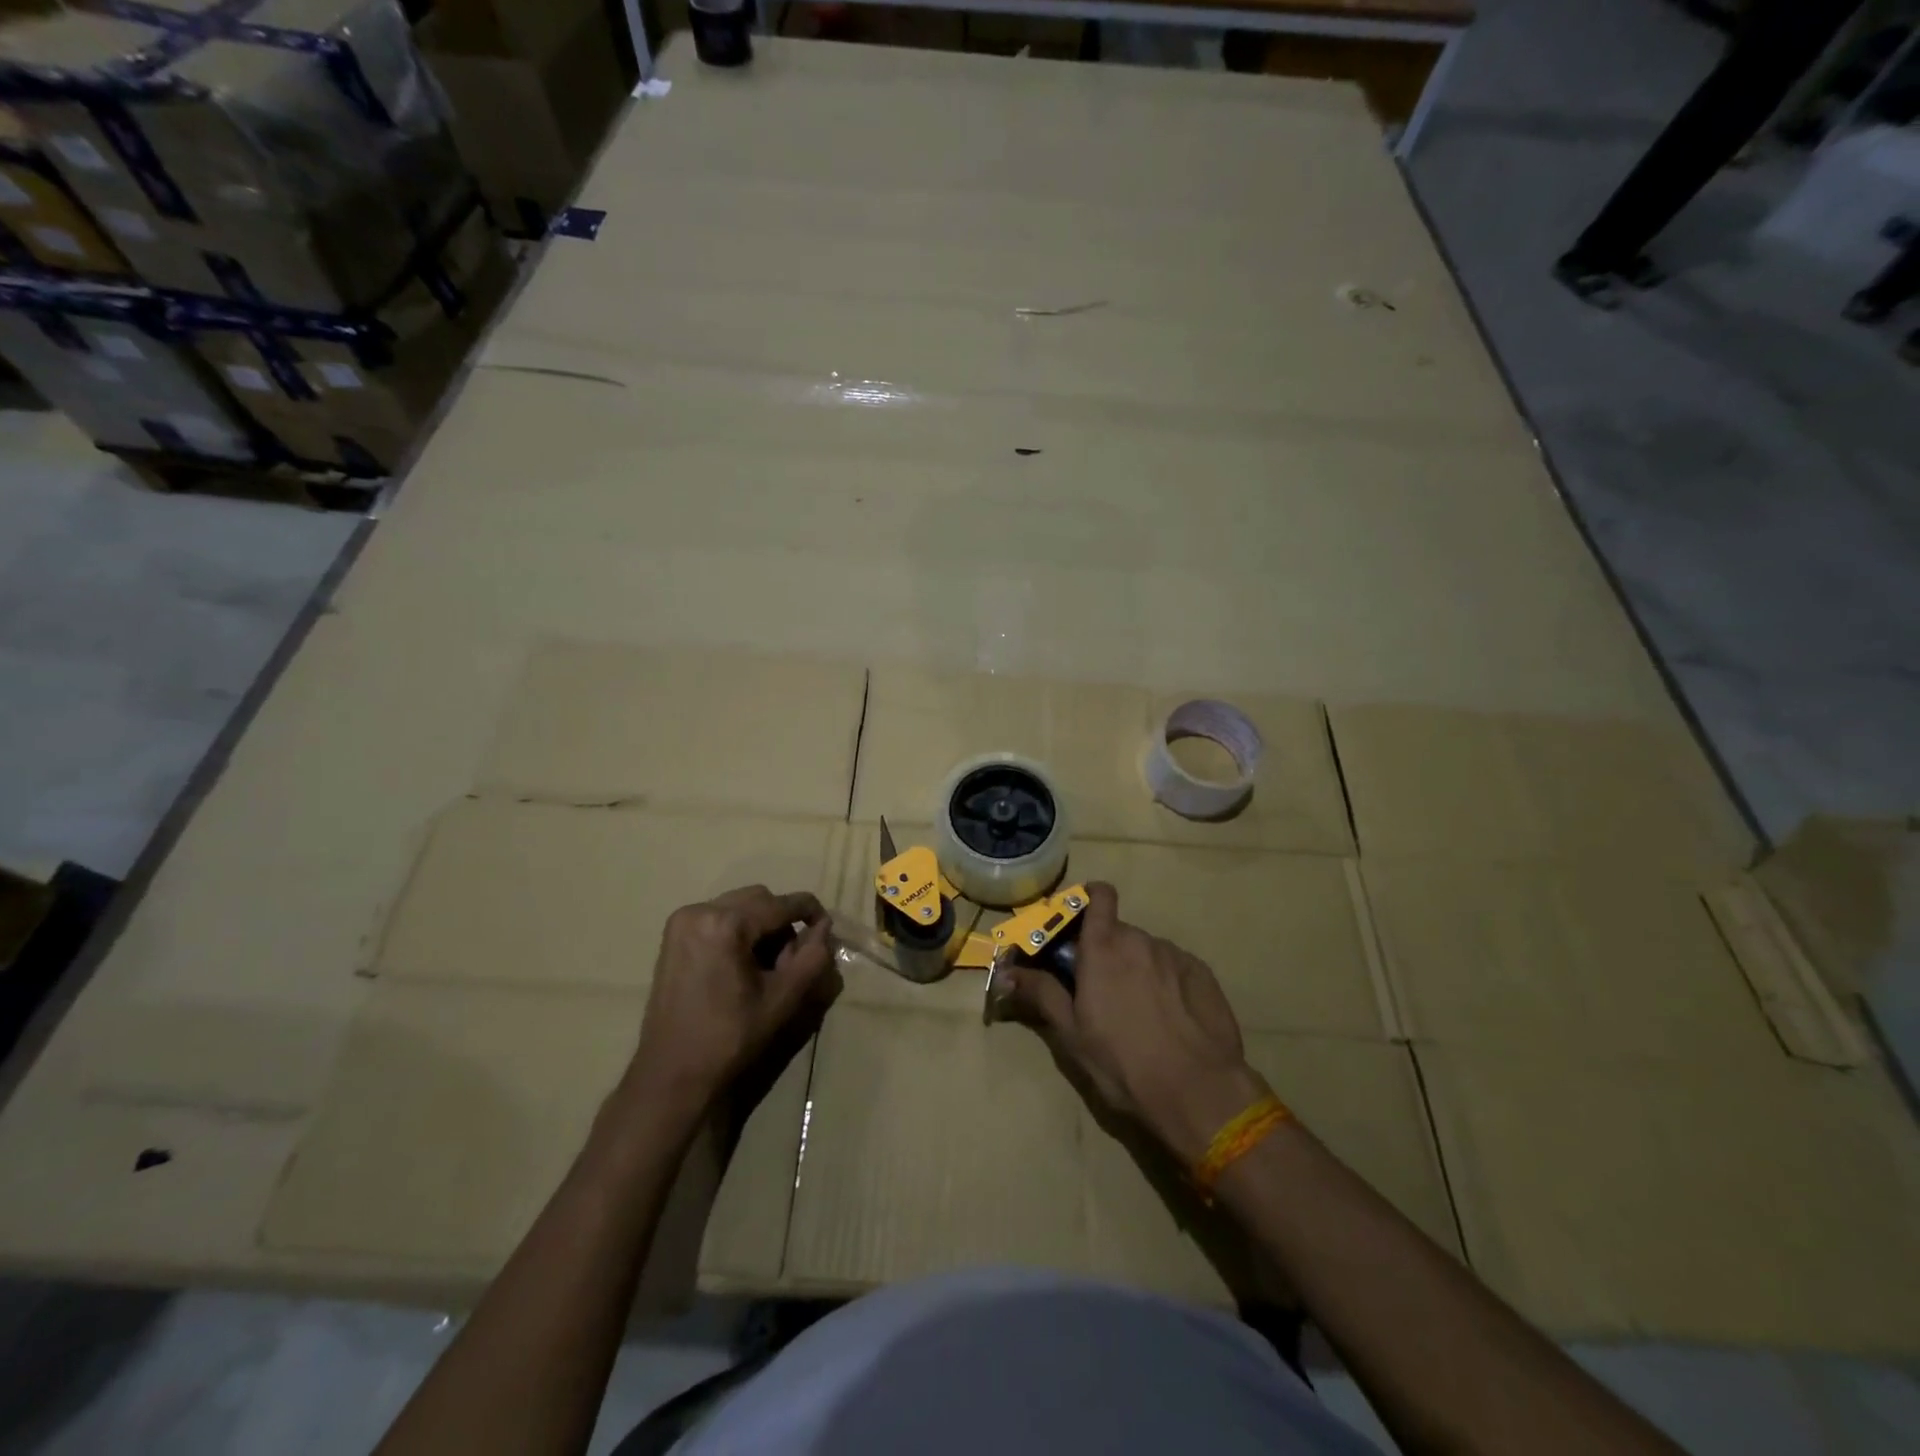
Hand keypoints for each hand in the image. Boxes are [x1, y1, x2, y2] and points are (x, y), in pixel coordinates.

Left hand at [626, 885, 838, 1121]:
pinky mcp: (674, 936)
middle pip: (758, 899)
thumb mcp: (782, 998)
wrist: (672, 1075)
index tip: (827, 928)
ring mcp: (682, 922)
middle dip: (782, 923)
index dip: (810, 912)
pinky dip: (738, 932)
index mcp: (724, 923)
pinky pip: (718, 918)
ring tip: (766, 966)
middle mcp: (699, 911)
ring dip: (761, 927)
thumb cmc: (729, 1038)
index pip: (780, 904)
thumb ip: (812, 957)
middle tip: (791, 960)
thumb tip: (825, 927)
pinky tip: (742, 966)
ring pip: (739, 907)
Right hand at [998, 882, 1269, 1163]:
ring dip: (1137, 968)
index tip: (1080, 921)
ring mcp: (1174, 955)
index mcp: (1103, 947)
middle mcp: (1139, 940)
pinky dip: (1167, 981)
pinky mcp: (1203, 974)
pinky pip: (1175, 967)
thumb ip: (1041, 993)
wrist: (1197, 1091)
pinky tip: (1170, 1017)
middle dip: (1108, 951)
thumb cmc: (1122, 1061)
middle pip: (1119, 932)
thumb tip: (1008, 973)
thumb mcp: (1071, 1033)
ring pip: (1147, 951)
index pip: (1099, 896)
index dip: (1090, 898)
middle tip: (1101, 989)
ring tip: (1139, 1010)